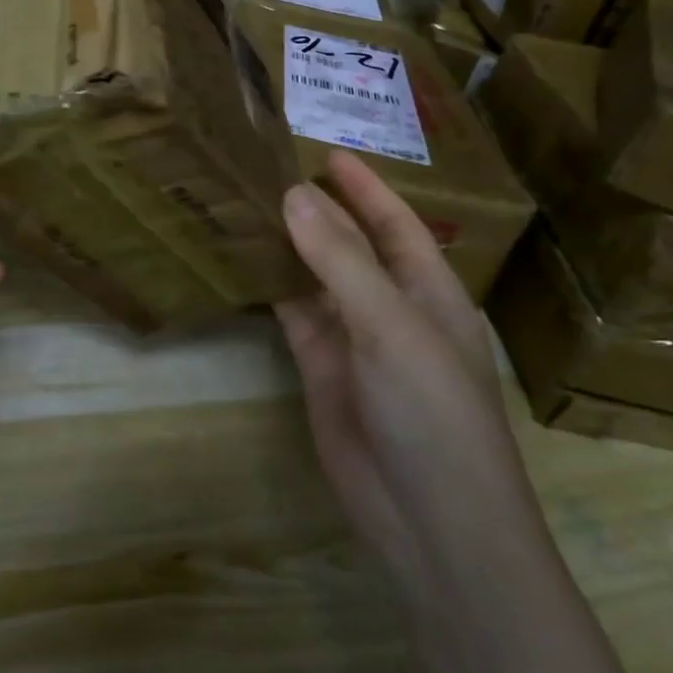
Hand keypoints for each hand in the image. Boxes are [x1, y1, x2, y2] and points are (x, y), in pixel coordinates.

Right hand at [276, 151, 538, 574]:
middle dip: (318, 208)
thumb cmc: (432, 410)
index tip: (328, 152)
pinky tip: (240, 255)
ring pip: (315, 275)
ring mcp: (353, 337)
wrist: (429, 521)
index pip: (395, 223)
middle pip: (350, 244)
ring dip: (287, 242)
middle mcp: (390, 306)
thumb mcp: (389, 324)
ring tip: (245, 200)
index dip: (366, 188)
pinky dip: (269, 282)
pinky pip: (292, 311)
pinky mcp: (319, 365)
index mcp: (428, 291)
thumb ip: (339, 258)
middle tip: (268, 167)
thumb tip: (292, 193)